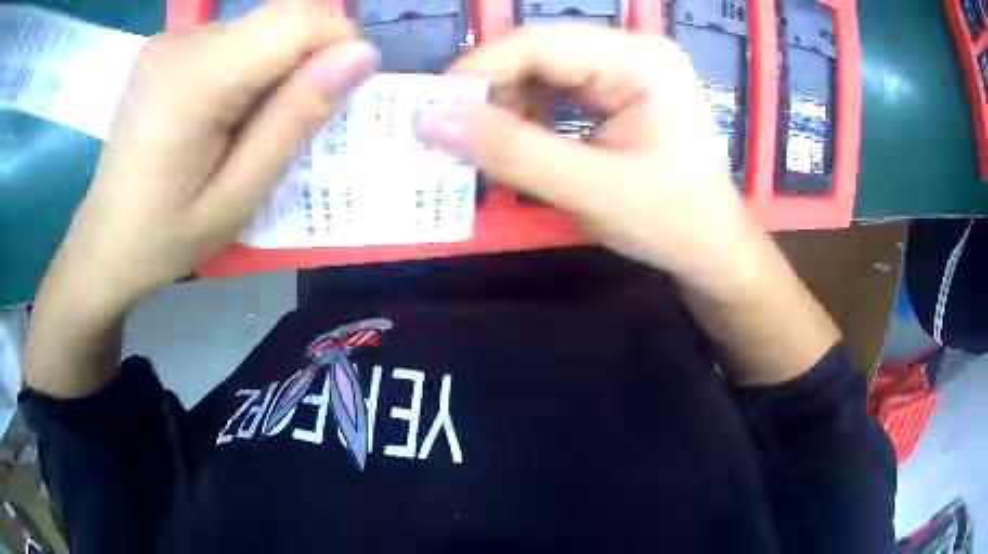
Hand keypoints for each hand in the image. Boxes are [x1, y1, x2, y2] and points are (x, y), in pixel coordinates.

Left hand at [47, 0, 378, 315]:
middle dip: (306, 60)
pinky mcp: (167, 47)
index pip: (299, 19)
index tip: (335, 97)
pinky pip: (234, 38)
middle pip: (282, 17)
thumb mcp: (237, 198)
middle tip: (289, 124)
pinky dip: (249, 66)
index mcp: (196, 79)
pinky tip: (224, 112)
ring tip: (248, 127)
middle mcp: (183, 41)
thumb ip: (294, 120)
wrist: (103, 243)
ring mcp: (171, 40)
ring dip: (276, 67)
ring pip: (261, 26)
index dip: (337, 45)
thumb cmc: (164, 238)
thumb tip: (361, 56)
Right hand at [418, 25, 758, 292]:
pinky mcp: (618, 94)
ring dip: (505, 106)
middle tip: (448, 132)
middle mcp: (632, 53)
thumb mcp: (592, 189)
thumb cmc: (672, 223)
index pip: (541, 43)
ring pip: (543, 73)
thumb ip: (512, 151)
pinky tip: (513, 142)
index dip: (479, 70)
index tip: (430, 109)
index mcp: (641, 59)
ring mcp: (626, 72)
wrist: (713, 252)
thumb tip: (430, 120)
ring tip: (479, 143)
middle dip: (490, 92)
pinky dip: (527, 116)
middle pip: (540, 54)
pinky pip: (557, 92)